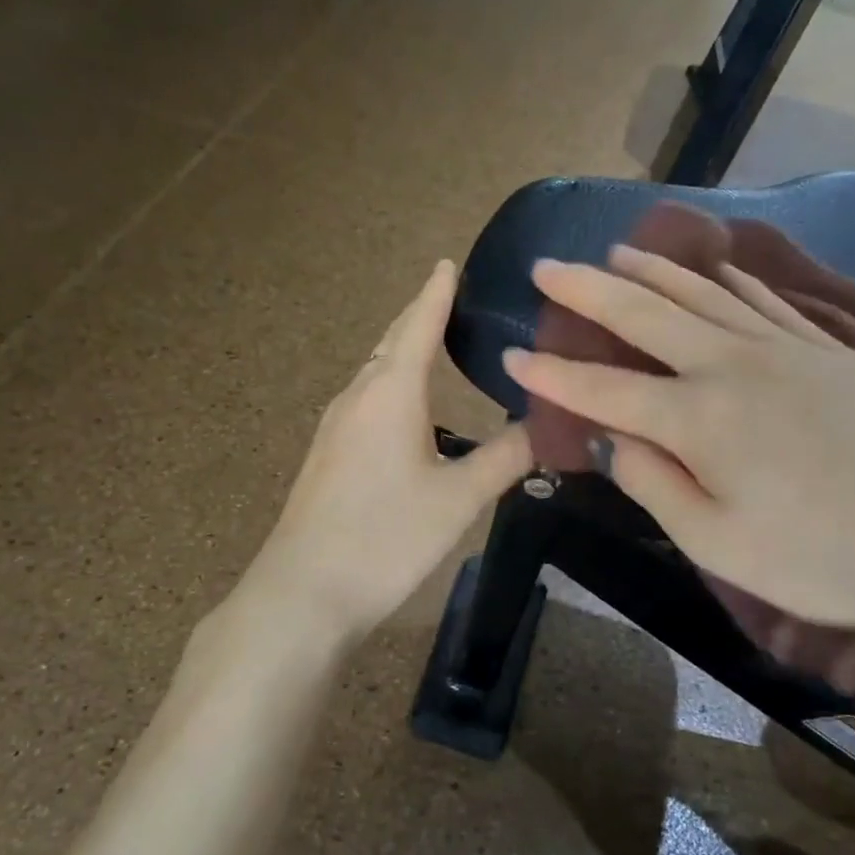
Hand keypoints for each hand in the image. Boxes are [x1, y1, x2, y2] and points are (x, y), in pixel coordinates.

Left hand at [243, 260, 533, 643]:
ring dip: (404, 352)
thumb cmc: (386, 537)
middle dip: (420, 318)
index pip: (418, 325)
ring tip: (437, 346)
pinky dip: (392, 384)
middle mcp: (358, 396)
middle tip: (455, 301)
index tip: (448, 262)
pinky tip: (408, 408)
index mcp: (391, 392)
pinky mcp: (326, 454)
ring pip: (375, 372)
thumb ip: (506, 457)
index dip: (436, 293)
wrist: (303, 592)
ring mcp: (335, 425)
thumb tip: (550, 424)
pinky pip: (365, 399)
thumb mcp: (459, 499)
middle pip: (391, 343)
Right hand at [502, 247, 854, 635]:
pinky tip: (719, 269)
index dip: (551, 375)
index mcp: (697, 419)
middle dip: (587, 290)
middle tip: (546, 267)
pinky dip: (731, 280)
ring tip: (616, 251)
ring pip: (702, 294)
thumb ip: (656, 487)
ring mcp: (783, 349)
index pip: (602, 388)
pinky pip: (766, 301)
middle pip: (644, 314)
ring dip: (652, 270)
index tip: (509, 355)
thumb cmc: (827, 556)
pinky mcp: (828, 350)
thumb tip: (614, 442)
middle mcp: (730, 366)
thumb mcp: (721, 546)